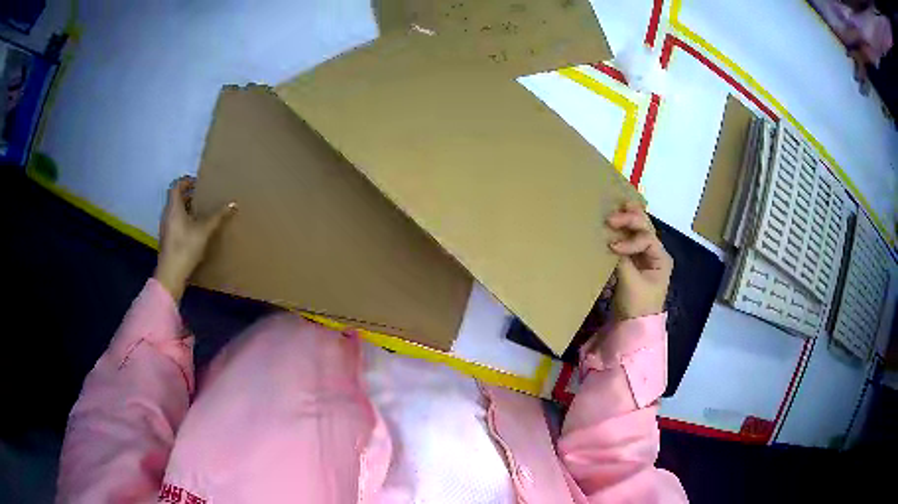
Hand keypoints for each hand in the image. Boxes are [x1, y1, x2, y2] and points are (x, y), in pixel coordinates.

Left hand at [154, 176, 235, 301]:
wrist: (171, 274)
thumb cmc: (185, 247)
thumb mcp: (204, 230)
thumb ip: (217, 216)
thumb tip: (233, 203)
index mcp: (173, 207)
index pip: (176, 186)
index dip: (186, 181)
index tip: (198, 182)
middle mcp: (167, 215)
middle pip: (176, 199)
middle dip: (189, 195)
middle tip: (203, 197)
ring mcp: (166, 228)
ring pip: (175, 212)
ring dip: (186, 209)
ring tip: (201, 212)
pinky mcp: (167, 240)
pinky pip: (175, 223)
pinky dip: (184, 221)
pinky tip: (195, 231)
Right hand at [605, 202, 672, 320]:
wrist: (634, 326)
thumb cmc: (637, 305)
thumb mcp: (631, 284)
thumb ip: (623, 261)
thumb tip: (610, 242)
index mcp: (661, 258)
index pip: (646, 238)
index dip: (630, 239)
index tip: (613, 247)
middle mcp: (655, 253)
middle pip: (645, 228)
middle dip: (631, 218)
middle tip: (613, 214)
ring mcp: (644, 256)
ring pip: (638, 231)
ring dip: (627, 220)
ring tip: (618, 207)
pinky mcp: (633, 261)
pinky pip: (629, 240)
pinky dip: (621, 231)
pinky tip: (614, 224)